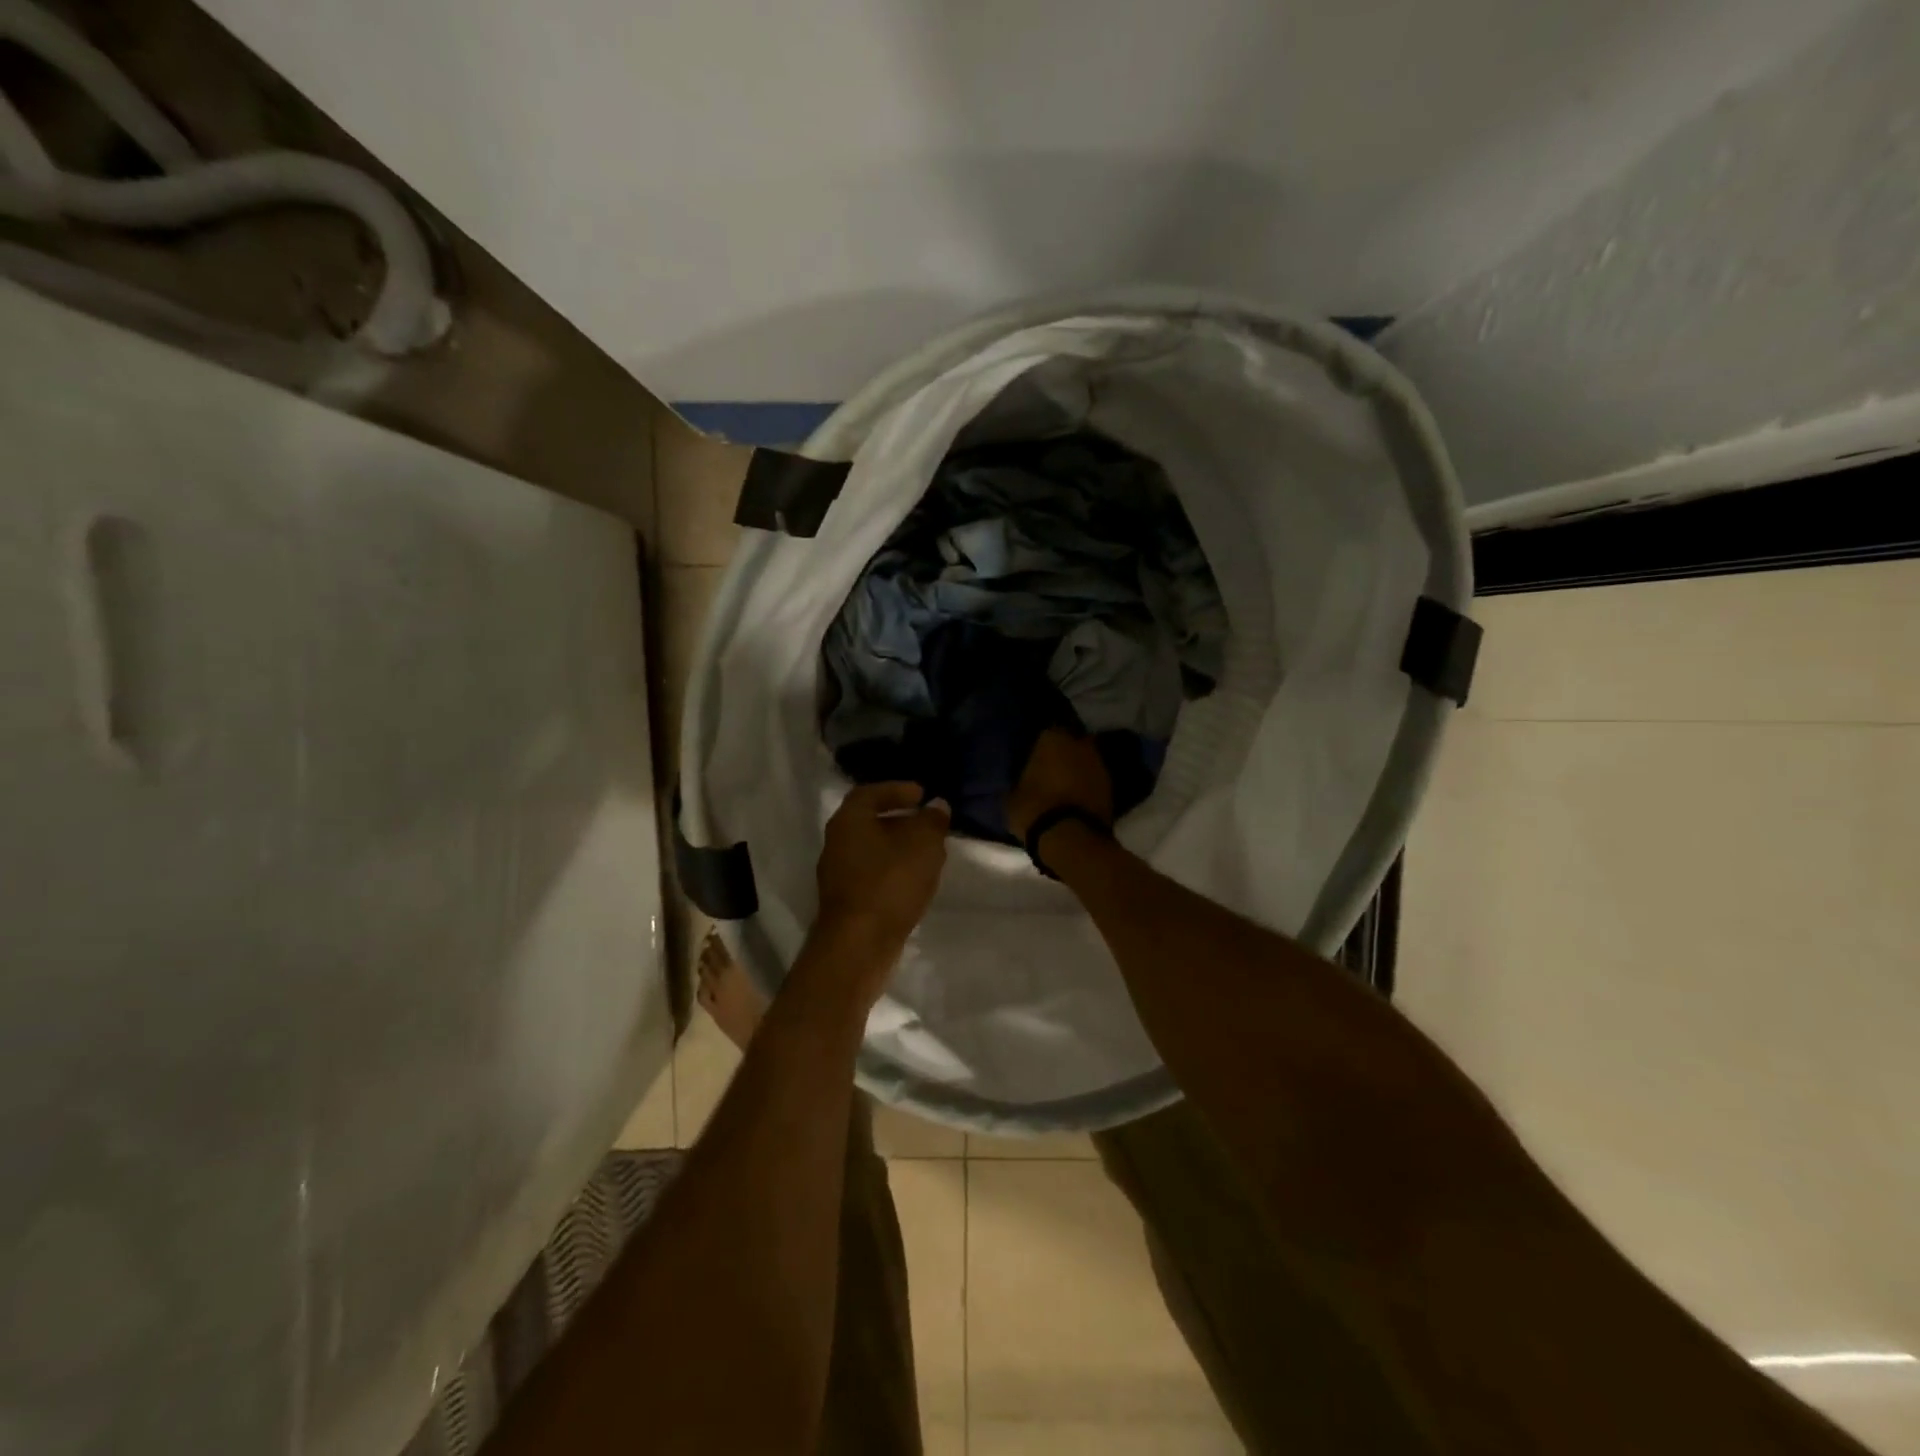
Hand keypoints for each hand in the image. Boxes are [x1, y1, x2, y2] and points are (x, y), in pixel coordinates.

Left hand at [815, 782, 950, 968]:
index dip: (896, 789)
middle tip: (928, 822)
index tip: (921, 794)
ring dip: (898, 847)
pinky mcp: (846, 901)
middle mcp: (837, 843)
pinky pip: (872, 874)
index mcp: (849, 821)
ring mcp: (838, 874)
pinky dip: (893, 869)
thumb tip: (937, 806)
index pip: (869, 793)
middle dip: (900, 819)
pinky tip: (914, 879)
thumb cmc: (890, 883)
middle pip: (869, 821)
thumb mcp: (923, 845)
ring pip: (871, 850)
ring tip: (928, 851)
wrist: (859, 944)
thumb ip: (932, 821)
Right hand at [1006, 727, 1113, 841]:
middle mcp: (1080, 744)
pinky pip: (1094, 780)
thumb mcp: (1012, 796)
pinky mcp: (1112, 787)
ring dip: (1077, 769)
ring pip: (1085, 761)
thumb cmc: (1035, 809)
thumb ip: (1018, 781)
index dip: (1040, 745)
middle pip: (1071, 743)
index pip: (1046, 731)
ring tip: (1064, 785)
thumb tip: (1020, 780)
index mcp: (1053, 738)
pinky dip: (1087, 786)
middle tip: (1050, 768)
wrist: (1071, 839)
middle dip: (1063, 753)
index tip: (1033, 756)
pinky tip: (1076, 798)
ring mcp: (1100, 765)